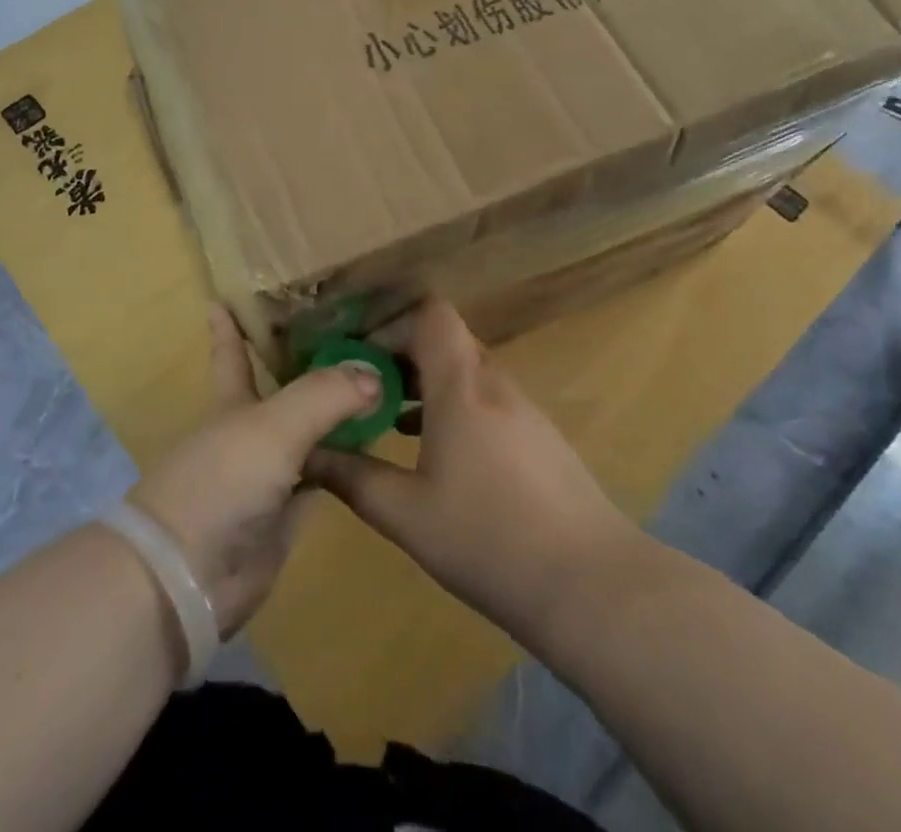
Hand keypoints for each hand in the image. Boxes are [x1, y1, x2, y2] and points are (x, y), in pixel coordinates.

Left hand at [128, 307, 383, 637]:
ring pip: (308, 432)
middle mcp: (250, 431)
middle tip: (350, 332)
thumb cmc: (221, 482)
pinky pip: (323, 478)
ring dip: (335, 413)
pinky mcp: (286, 514)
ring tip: (377, 381)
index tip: (227, 295)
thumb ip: (324, 395)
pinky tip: (374, 445)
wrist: (189, 577)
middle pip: (283, 389)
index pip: (233, 352)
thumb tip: (374, 373)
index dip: (230, 325)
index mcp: (233, 402)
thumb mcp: (273, 427)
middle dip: (307, 363)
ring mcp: (268, 474)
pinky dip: (345, 463)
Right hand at [306, 298, 637, 651]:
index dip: (392, 322)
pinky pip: (488, 401)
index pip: (431, 314)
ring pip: (467, 373)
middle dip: (401, 356)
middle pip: (446, 341)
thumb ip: (353, 478)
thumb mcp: (406, 514)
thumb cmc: (488, 539)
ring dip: (428, 385)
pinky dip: (456, 409)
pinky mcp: (541, 439)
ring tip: (390, 421)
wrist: (592, 586)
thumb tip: (309, 456)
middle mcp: (495, 384)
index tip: (358, 355)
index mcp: (461, 386)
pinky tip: (438, 455)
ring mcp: (524, 411)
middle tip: (364, 390)